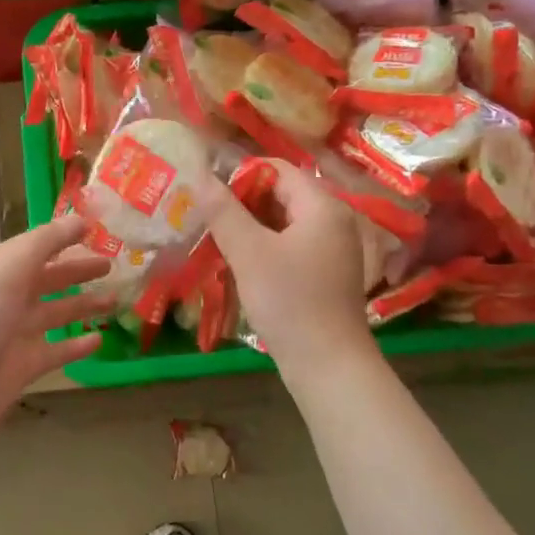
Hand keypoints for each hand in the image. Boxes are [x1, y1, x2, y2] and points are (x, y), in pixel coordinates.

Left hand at [0, 215, 113, 437]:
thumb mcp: (11, 267)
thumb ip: (47, 241)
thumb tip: (81, 220)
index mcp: (0, 270)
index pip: (35, 248)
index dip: (62, 238)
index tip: (94, 230)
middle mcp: (9, 298)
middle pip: (49, 279)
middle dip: (77, 270)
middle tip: (111, 265)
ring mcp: (18, 333)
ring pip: (58, 313)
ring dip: (85, 305)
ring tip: (115, 299)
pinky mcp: (27, 365)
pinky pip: (59, 350)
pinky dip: (78, 345)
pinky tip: (100, 338)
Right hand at [200, 161, 373, 367]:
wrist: (328, 364)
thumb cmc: (289, 302)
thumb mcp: (249, 253)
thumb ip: (224, 211)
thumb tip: (200, 176)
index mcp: (323, 206)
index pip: (277, 170)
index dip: (240, 177)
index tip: (208, 198)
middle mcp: (334, 220)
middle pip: (282, 195)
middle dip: (243, 204)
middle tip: (208, 221)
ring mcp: (333, 248)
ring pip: (284, 223)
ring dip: (250, 228)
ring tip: (217, 242)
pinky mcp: (327, 273)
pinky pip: (292, 246)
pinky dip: (265, 248)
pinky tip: (241, 265)